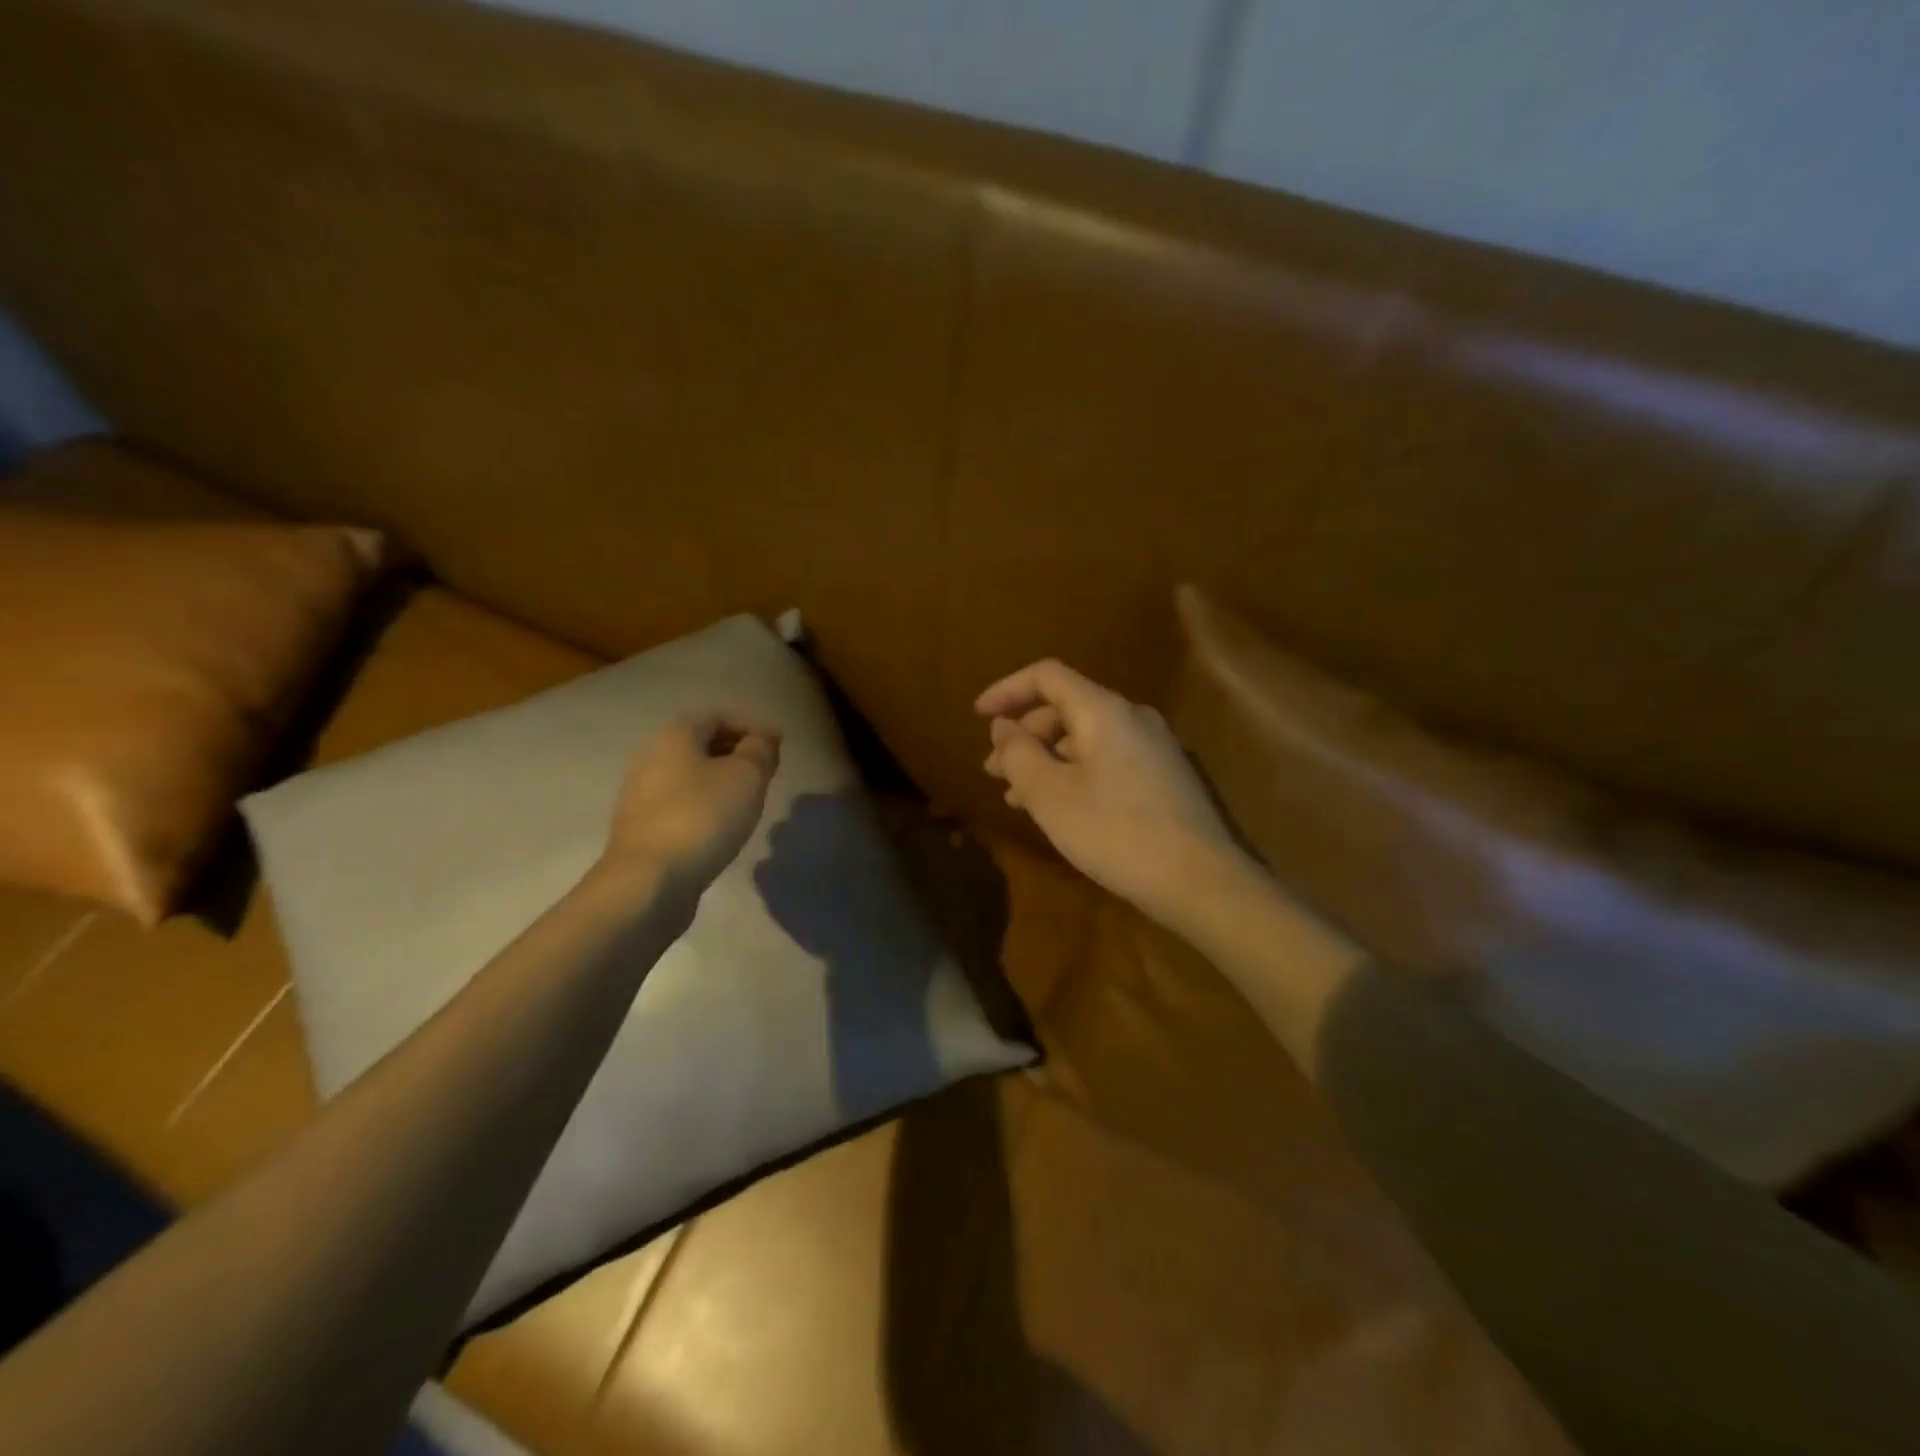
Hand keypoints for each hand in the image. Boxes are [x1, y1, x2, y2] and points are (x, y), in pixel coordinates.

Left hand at [602, 712, 782, 900]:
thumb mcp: (746, 777)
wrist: (649, 881)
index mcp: (674, 736)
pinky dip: (704, 806)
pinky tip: (722, 826)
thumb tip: (764, 736)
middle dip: (735, 752)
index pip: (716, 715)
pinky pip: (680, 804)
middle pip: (699, 744)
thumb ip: (760, 750)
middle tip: (766, 773)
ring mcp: (641, 796)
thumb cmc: (703, 817)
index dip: (749, 725)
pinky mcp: (641, 829)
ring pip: (689, 776)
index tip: (776, 747)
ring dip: (720, 781)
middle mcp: (651, 758)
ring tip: (749, 801)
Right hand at [977, 660, 1250, 930]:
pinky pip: (1106, 759)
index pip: (1047, 676)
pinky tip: (1059, 808)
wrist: (1200, 881)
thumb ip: (1019, 753)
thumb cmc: (1115, 832)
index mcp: (1104, 711)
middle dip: (1024, 736)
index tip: (977, 716)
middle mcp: (1132, 718)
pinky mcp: (1163, 776)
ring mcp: (1153, 747)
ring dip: (1046, 760)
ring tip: (1018, 797)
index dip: (1007, 690)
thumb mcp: (1050, 795)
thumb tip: (1004, 727)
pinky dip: (1074, 773)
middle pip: (1065, 709)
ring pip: (1085, 739)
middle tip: (994, 772)